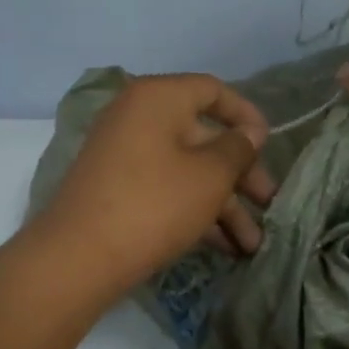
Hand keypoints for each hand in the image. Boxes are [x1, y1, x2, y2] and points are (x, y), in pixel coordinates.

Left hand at [33, 73, 276, 296]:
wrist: (79, 257)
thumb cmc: (154, 204)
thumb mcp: (209, 176)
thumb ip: (237, 149)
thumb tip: (249, 131)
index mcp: (157, 98)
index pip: (212, 91)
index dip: (246, 115)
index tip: (270, 145)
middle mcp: (137, 119)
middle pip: (203, 138)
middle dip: (241, 176)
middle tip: (269, 206)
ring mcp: (123, 156)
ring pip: (187, 172)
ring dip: (223, 206)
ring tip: (251, 245)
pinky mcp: (116, 191)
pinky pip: (165, 191)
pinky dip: (194, 212)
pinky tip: (223, 247)